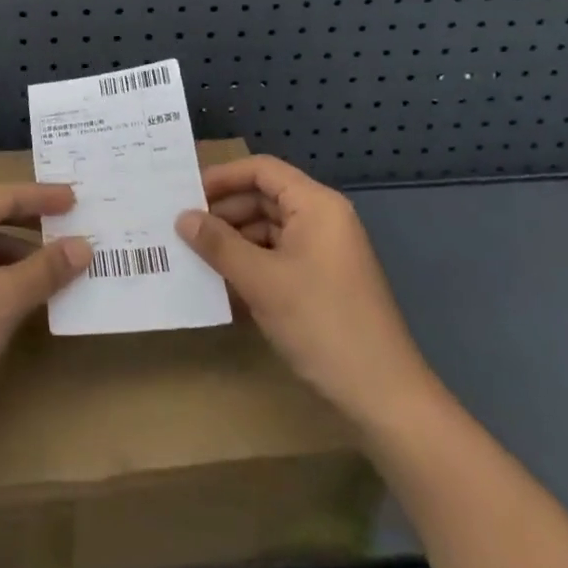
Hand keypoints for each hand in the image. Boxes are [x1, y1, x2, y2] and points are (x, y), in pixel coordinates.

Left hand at [0, 184, 91, 435]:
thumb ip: (46, 268)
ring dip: (13, 255)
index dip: (43, 198)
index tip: (76, 198)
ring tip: (53, 268)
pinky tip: (17, 295)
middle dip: (29, 225)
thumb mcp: (5, 299)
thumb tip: (84, 246)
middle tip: (69, 227)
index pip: (3, 195)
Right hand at [177, 156, 438, 432]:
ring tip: (195, 257)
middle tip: (182, 229)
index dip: (222, 177)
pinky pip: (279, 258)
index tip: (185, 195)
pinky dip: (251, 265)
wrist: (384, 398)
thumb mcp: (261, 281)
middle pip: (264, 198)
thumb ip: (218, 244)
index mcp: (316, 205)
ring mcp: (325, 253)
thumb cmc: (322, 323)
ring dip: (234, 241)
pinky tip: (222, 283)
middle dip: (224, 212)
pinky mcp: (323, 282)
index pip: (262, 170)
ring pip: (269, 230)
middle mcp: (323, 220)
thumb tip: (182, 218)